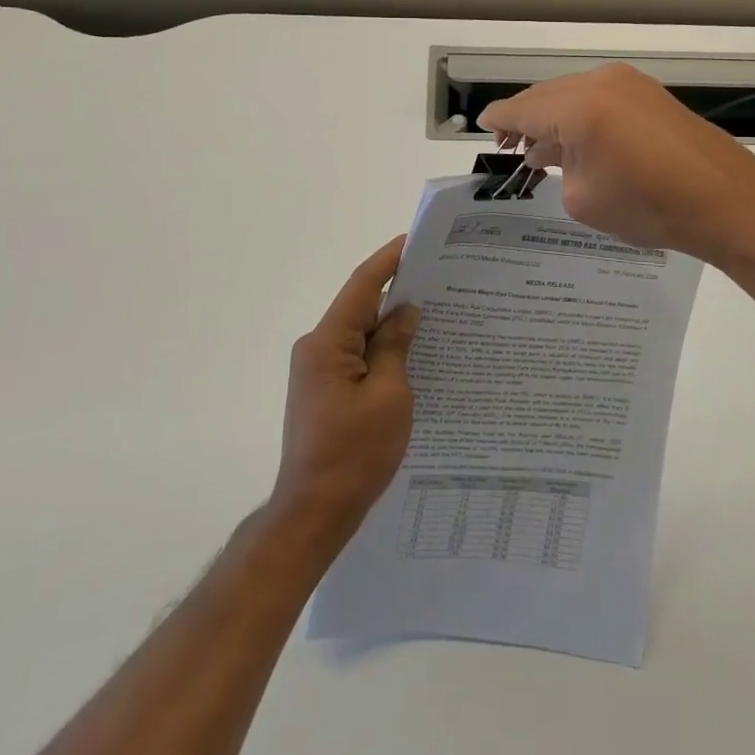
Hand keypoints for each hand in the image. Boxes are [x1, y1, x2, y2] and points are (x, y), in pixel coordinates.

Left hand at [271, 238, 419, 545]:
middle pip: (361, 307)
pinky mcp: (324, 390)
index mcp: (327, 342)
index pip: (362, 286)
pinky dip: (382, 350)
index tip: (415, 241)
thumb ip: (396, 346)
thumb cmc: (354, 454)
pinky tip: (413, 354)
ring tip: (434, 314)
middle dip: (398, 292)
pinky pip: (357, 356)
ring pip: (360, 333)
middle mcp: (316, 348)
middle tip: (439, 280)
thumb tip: (405, 311)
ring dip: (391, 324)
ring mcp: (318, 371)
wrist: (314, 513)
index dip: (388, 260)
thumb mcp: (388, 395)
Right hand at [479, 64, 754, 264]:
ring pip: (574, 94)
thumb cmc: (648, 205)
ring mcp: (629, 83)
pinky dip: (582, 115)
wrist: (725, 200)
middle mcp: (600, 82)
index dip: (500, 119)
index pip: (523, 108)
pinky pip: (600, 98)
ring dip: (555, 117)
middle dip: (526, 118)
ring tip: (542, 147)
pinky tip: (579, 139)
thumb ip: (556, 165)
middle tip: (511, 144)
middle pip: (547, 95)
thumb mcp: (582, 196)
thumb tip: (548, 150)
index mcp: (577, 106)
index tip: (485, 127)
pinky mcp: (650, 93)